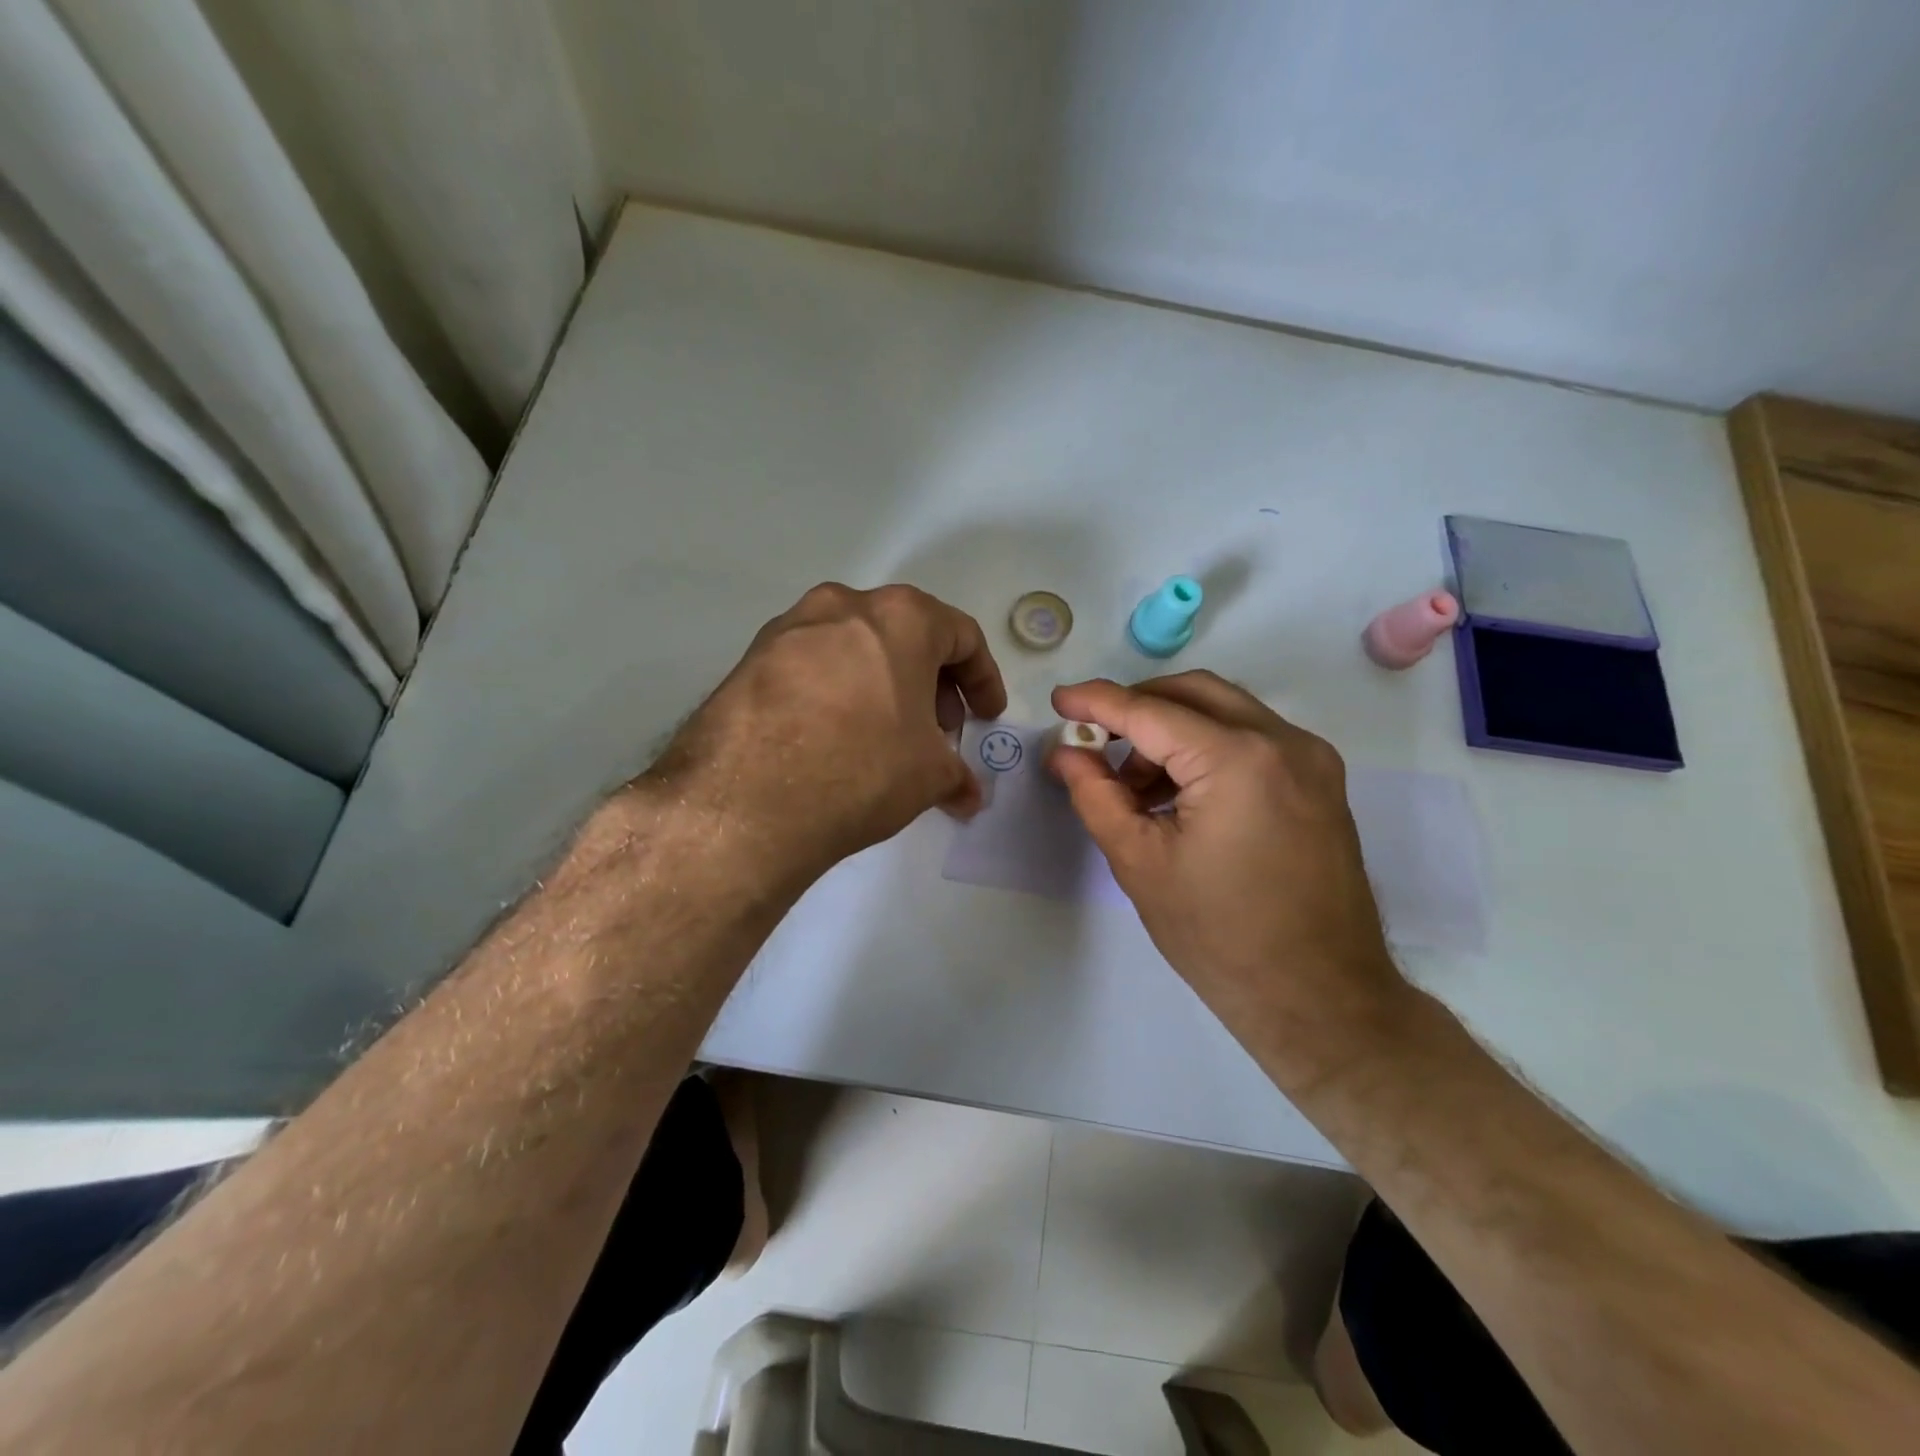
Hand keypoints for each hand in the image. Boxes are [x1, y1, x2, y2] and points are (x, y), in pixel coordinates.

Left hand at [645, 583, 1006, 889]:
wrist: (746, 799)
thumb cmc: (861, 767)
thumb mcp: (928, 775)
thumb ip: (956, 775)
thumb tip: (967, 795)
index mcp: (900, 617)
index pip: (961, 636)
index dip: (983, 679)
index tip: (987, 716)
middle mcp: (843, 606)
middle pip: (905, 634)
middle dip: (931, 682)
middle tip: (938, 729)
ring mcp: (789, 628)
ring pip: (854, 647)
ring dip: (882, 684)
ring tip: (885, 735)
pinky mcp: (749, 659)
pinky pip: (811, 667)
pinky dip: (836, 692)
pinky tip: (833, 738)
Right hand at [1048, 673, 1407, 1087]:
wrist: (1320, 998)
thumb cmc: (1219, 936)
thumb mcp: (1140, 863)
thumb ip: (1096, 795)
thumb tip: (1067, 753)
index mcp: (1238, 760)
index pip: (1151, 711)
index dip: (1097, 701)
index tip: (1058, 700)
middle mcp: (1284, 741)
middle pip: (1194, 692)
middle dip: (1137, 707)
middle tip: (1096, 742)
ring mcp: (1311, 759)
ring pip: (1225, 710)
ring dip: (1172, 729)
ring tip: (1137, 788)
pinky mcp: (1320, 781)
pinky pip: (1252, 738)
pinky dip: (1207, 747)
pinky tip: (1180, 795)